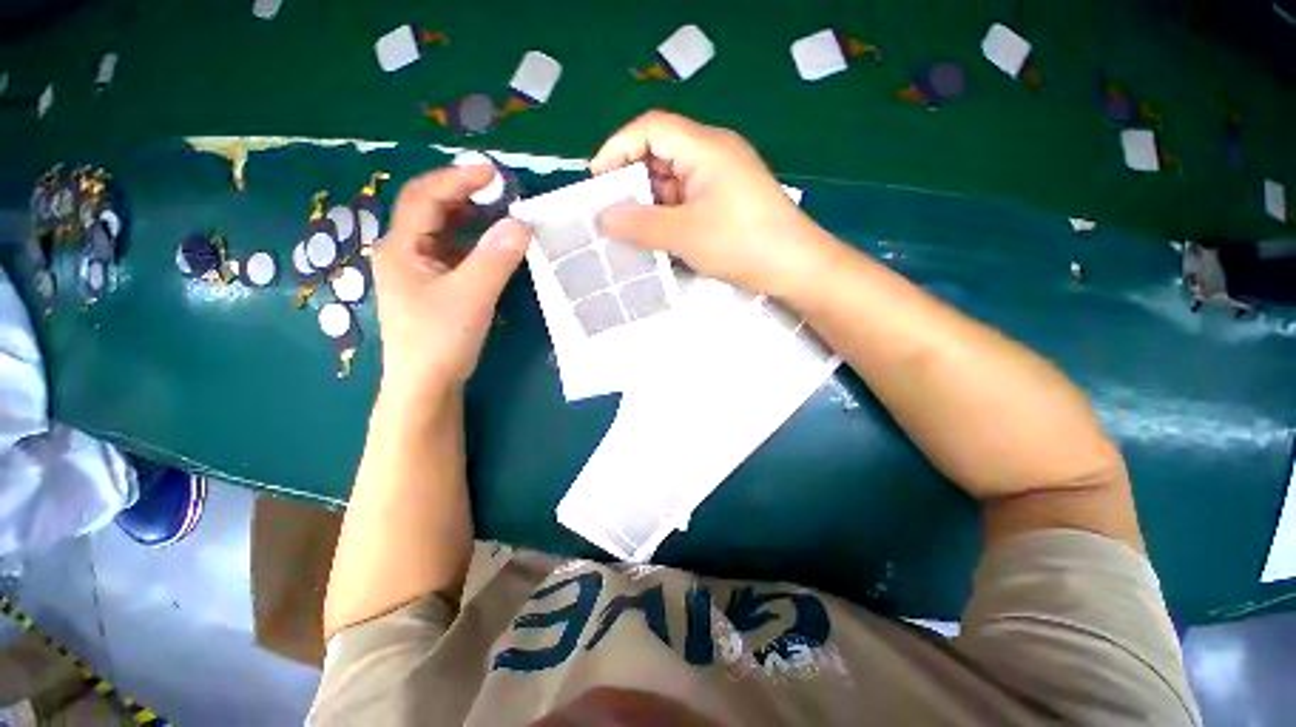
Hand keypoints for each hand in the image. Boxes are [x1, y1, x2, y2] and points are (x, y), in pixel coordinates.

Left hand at [373, 165, 528, 404]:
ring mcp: (418, 270)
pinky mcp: (433, 286)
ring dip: (472, 219)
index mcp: (401, 248)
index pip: (424, 196)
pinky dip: (474, 243)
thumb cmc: (440, 340)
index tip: (495, 173)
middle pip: (431, 210)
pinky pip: (453, 253)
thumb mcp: (471, 296)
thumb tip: (521, 223)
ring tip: (502, 215)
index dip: (458, 179)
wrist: (426, 386)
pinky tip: (494, 248)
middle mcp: (404, 252)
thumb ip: (495, 258)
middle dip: (465, 196)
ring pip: (443, 232)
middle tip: (502, 193)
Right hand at [590, 111, 830, 298]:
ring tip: (633, 231)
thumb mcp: (684, 234)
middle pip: (661, 153)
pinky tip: (661, 237)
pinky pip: (689, 199)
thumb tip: (603, 218)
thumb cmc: (741, 243)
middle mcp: (714, 153)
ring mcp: (723, 178)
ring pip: (674, 181)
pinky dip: (670, 215)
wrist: (796, 267)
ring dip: (651, 203)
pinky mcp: (728, 201)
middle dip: (632, 182)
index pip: (650, 129)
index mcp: (705, 147)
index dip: (617, 149)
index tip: (596, 182)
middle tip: (612, 214)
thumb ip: (639, 224)